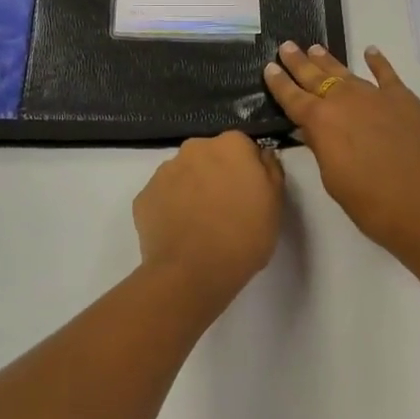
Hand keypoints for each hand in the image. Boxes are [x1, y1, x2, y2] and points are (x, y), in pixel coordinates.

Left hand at [133, 131, 283, 303]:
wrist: (193, 273)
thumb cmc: (244, 236)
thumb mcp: (275, 203)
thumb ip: (270, 169)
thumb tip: (260, 155)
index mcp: (231, 145)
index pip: (242, 147)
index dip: (246, 170)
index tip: (249, 193)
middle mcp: (194, 148)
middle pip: (210, 156)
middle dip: (216, 175)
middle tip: (225, 209)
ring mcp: (164, 171)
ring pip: (183, 174)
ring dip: (192, 190)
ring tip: (200, 225)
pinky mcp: (143, 196)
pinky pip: (163, 196)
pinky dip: (170, 208)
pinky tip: (180, 233)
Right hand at [264, 43, 419, 265]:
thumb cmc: (374, 204)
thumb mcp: (334, 180)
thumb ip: (322, 148)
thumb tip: (313, 129)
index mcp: (321, 123)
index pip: (293, 98)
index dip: (279, 83)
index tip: (269, 67)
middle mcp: (345, 101)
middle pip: (316, 77)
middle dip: (299, 62)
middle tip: (286, 46)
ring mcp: (376, 96)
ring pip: (347, 73)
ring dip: (329, 61)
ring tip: (315, 48)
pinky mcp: (405, 99)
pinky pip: (387, 74)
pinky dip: (378, 62)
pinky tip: (371, 52)